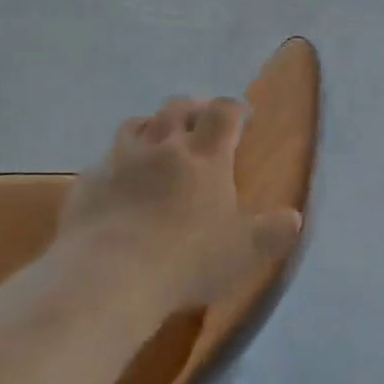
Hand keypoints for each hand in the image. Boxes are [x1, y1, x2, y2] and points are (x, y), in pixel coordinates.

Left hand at [59, 97, 302, 311]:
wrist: (110, 276)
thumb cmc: (187, 260)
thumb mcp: (243, 252)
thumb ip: (272, 233)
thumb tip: (294, 218)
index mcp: (205, 156)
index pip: (223, 113)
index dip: (234, 108)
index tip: (242, 115)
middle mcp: (163, 146)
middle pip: (177, 107)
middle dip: (192, 109)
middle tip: (200, 122)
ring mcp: (121, 160)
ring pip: (137, 124)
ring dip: (152, 126)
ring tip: (158, 140)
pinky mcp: (89, 181)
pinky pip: (105, 159)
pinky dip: (117, 162)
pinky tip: (119, 181)